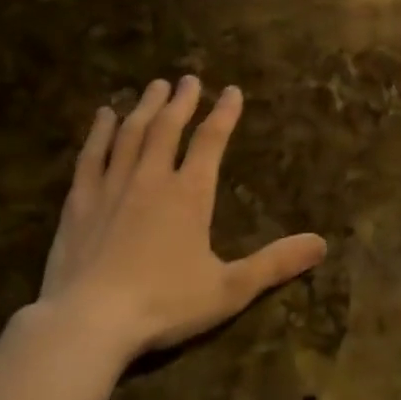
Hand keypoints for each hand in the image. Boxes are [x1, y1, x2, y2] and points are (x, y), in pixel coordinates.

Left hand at [30, 76, 327, 361]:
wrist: (90, 320)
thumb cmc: (165, 303)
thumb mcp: (230, 289)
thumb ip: (274, 263)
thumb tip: (321, 244)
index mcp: (190, 194)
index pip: (211, 141)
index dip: (224, 114)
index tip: (231, 91)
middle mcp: (152, 179)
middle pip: (168, 128)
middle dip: (181, 101)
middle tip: (188, 79)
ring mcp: (112, 186)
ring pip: (131, 134)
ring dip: (145, 108)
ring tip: (154, 87)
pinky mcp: (79, 201)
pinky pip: (91, 155)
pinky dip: (100, 132)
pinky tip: (104, 116)